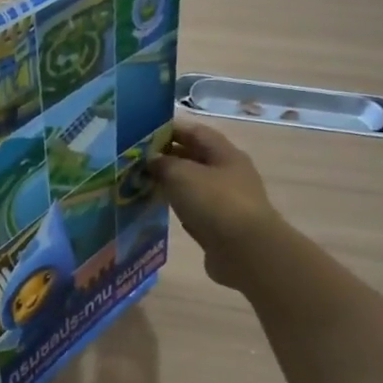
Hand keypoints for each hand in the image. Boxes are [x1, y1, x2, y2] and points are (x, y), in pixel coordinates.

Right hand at [149, 122, 284, 289]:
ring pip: (193, 185)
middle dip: (167, 157)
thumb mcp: (181, 174)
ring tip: (142, 184)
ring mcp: (226, 201)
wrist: (245, 251)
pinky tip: (160, 209)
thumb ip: (163, 163)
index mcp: (225, 154)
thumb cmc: (214, 203)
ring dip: (171, 183)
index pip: (195, 132)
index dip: (169, 130)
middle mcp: (228, 174)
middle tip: (137, 162)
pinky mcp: (220, 226)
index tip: (142, 136)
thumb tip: (152, 161)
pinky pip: (194, 209)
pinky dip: (178, 207)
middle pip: (195, 158)